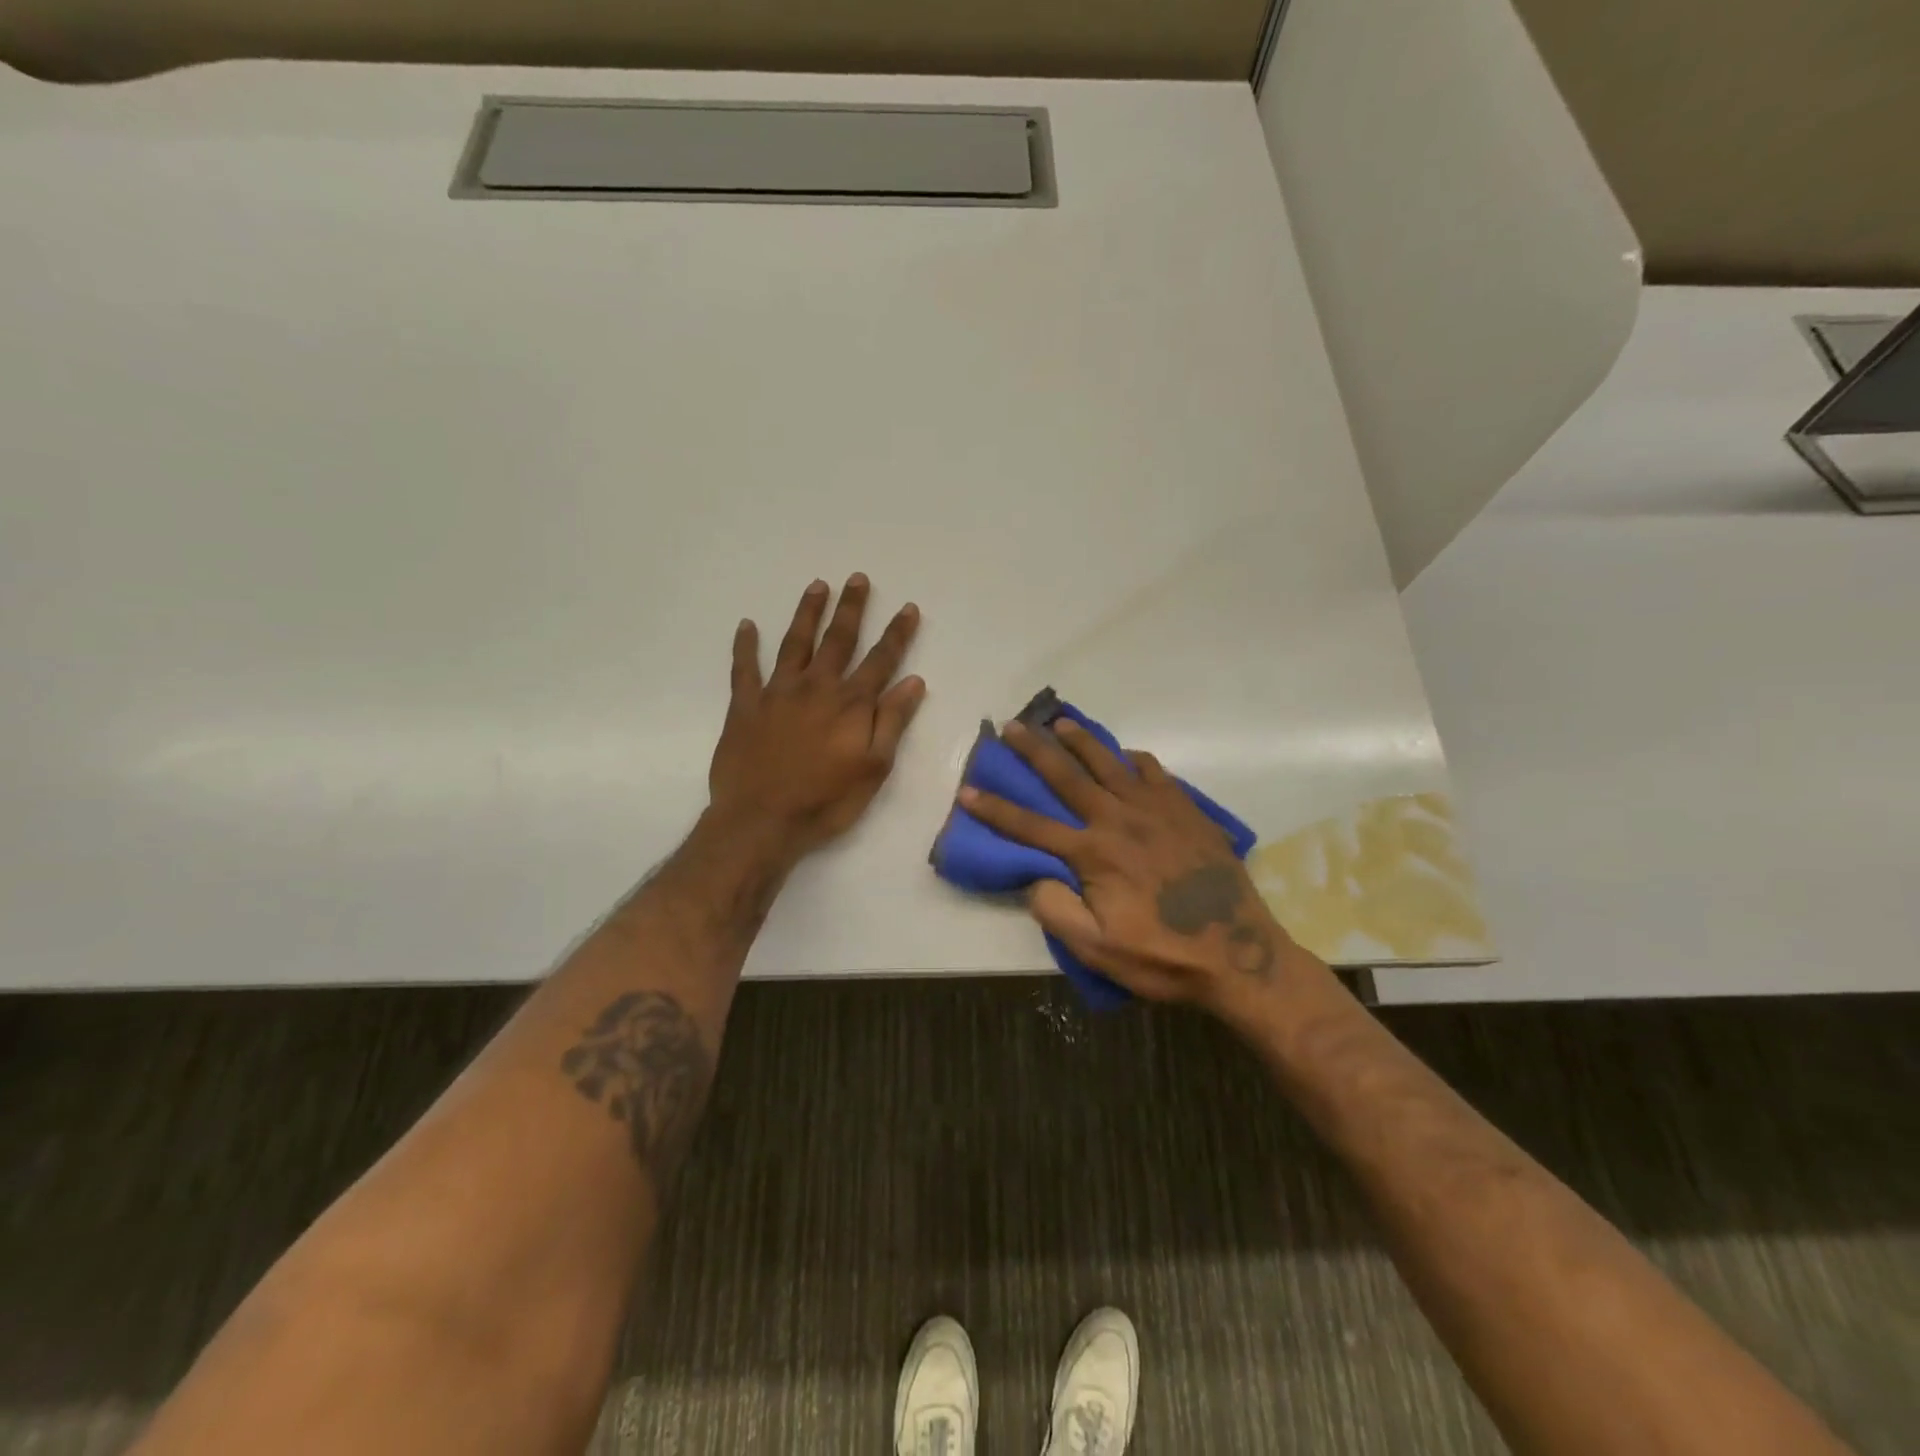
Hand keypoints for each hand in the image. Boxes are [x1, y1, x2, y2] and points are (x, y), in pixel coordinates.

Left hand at [707, 575, 924, 861]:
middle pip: (838, 640)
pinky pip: (744, 669)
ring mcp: (778, 693)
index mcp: (851, 704)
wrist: (762, 821)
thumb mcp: (874, 768)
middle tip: (857, 578)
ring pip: (795, 643)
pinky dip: (745, 646)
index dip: (897, 633)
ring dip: (807, 613)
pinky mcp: (745, 706)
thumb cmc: (826, 801)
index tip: (907, 607)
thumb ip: (892, 721)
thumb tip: (914, 681)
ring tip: (816, 586)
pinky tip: (747, 625)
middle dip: (851, 608)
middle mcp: (816, 687)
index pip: (881, 660)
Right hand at [957, 719, 1307, 1013]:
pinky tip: (1126, 758)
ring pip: (1109, 763)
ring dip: (1081, 741)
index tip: (966, 789)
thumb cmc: (1162, 956)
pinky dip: (1133, 760)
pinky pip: (1154, 772)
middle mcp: (1118, 819)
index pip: (1030, 825)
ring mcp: (1156, 809)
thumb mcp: (1098, 950)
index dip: (994, 809)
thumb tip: (1034, 877)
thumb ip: (1057, 911)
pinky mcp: (1186, 810)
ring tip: (1060, 723)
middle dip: (1033, 750)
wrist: (1239, 953)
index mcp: (1093, 853)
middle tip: (1012, 726)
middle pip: (1067, 776)